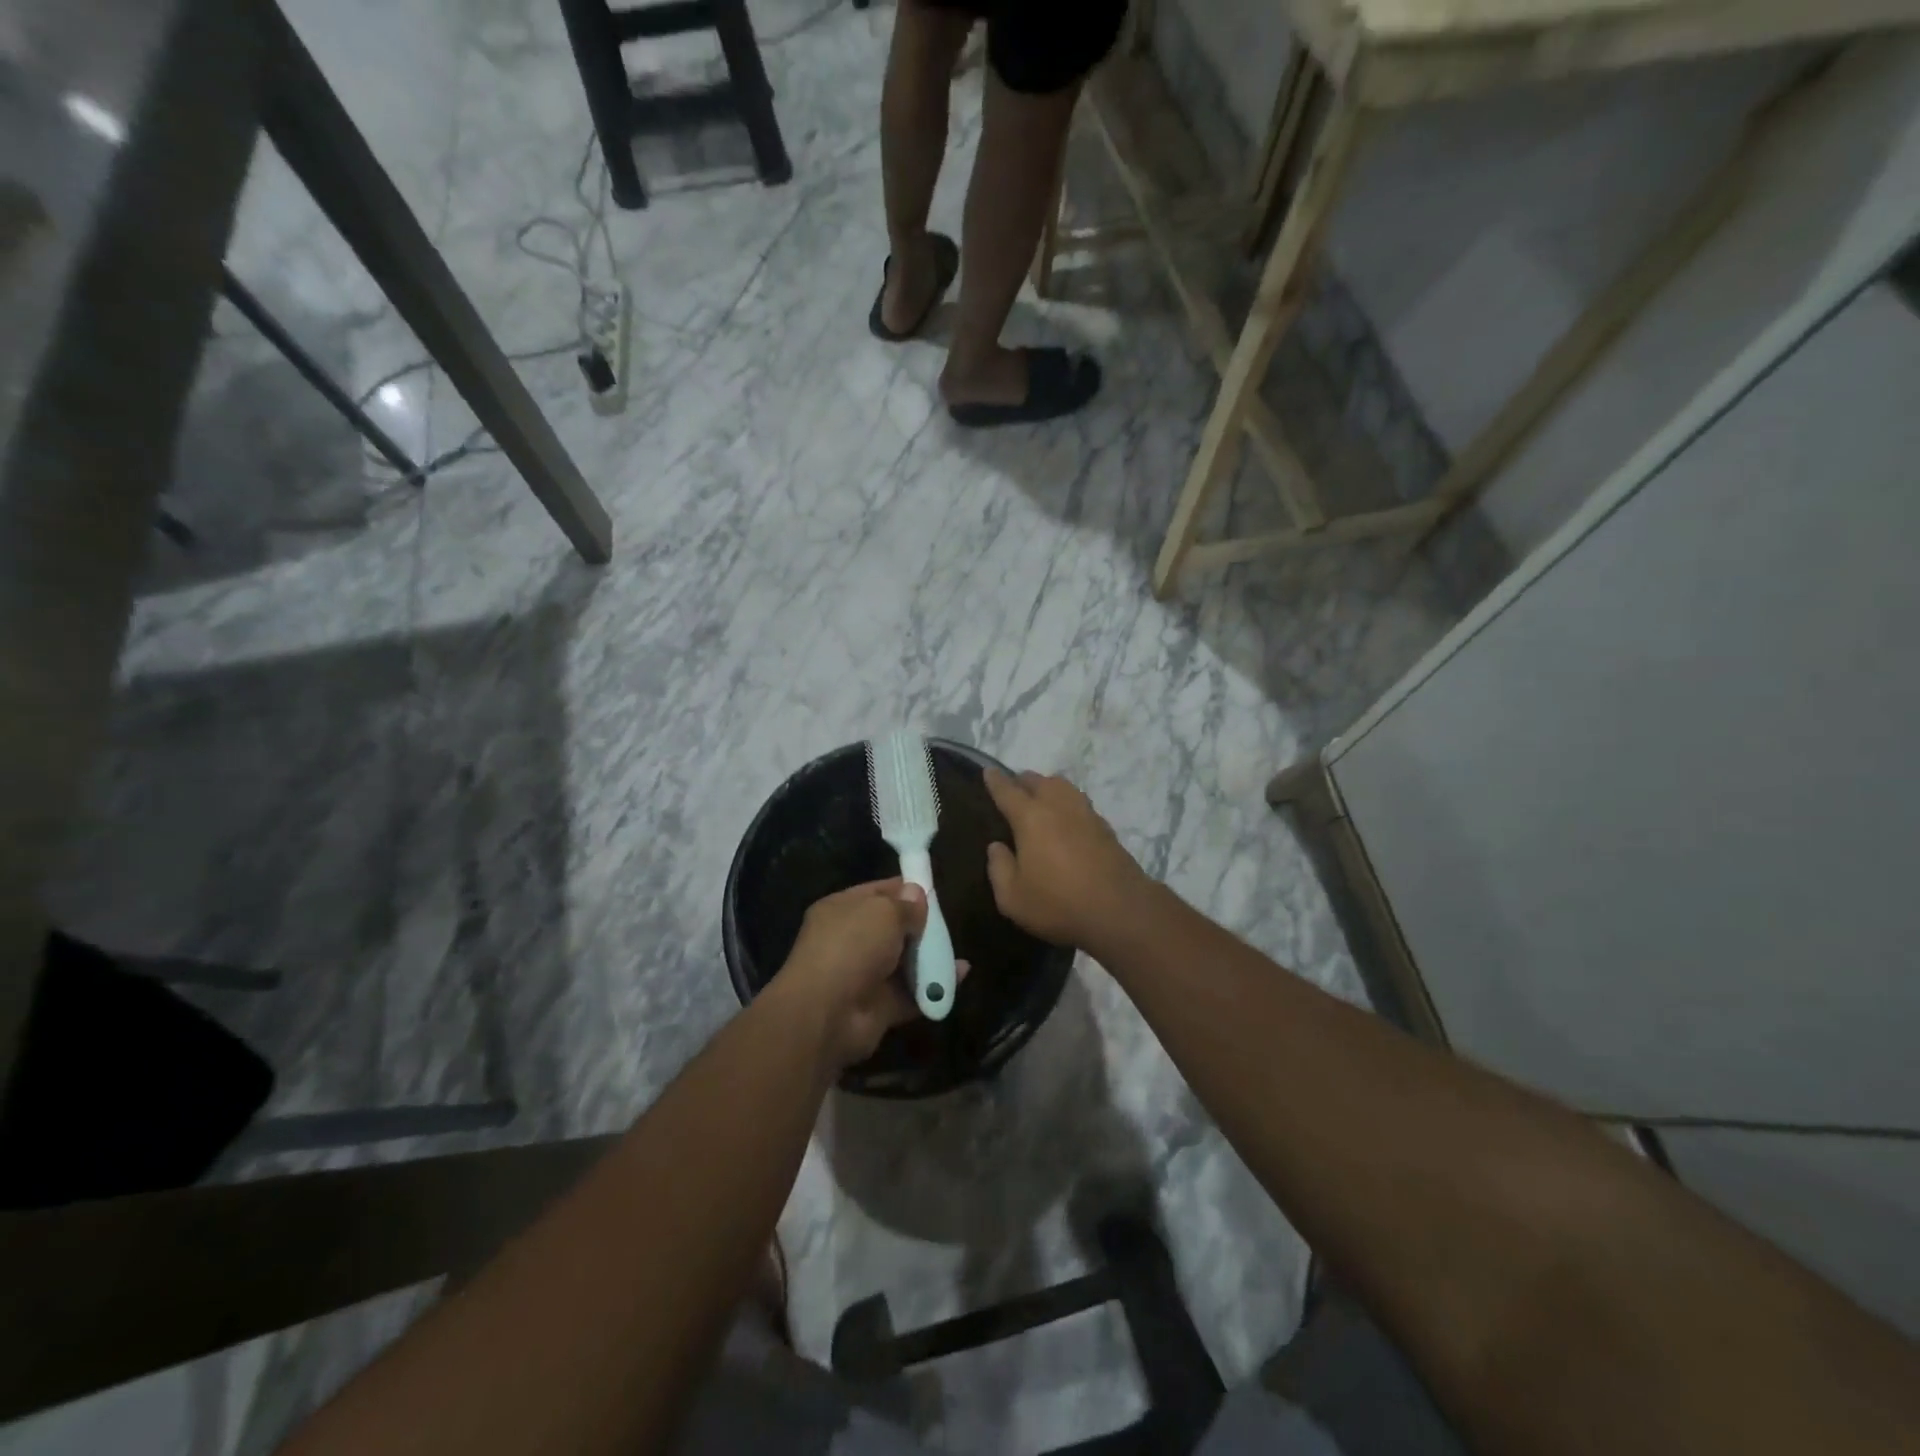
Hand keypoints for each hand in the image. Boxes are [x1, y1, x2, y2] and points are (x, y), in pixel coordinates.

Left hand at [777, 879, 945, 1069]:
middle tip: (946, 924)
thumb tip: (917, 894)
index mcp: (841, 910)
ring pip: (903, 962)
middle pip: (893, 928)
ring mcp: (864, 975)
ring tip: (957, 951)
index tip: (933, 890)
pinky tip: (959, 975)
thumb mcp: (883, 912)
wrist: (827, 1014)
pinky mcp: (879, 1006)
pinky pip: (912, 992)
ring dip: (929, 957)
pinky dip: (934, 987)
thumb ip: (905, 904)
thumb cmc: (852, 946)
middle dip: (920, 926)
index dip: (905, 889)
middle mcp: (850, 941)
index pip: (877, 892)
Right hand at [983, 768, 1154, 954]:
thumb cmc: (1058, 903)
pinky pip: (1079, 803)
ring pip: (1062, 786)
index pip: (1007, 791)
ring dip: (1047, 787)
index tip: (989, 771)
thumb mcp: (1013, 898)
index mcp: (1031, 817)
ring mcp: (1085, 813)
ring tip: (1040, 799)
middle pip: (1038, 781)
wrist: (1120, 910)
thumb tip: (997, 847)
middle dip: (1022, 781)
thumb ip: (999, 869)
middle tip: (1013, 789)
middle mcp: (1058, 806)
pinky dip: (1066, 803)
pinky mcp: (1104, 827)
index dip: (995, 780)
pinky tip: (1066, 819)